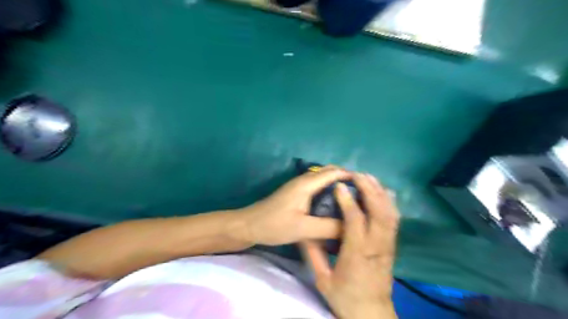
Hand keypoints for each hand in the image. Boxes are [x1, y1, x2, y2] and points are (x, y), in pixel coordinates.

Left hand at [237, 165, 350, 244]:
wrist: (249, 226)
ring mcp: (299, 187)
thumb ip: (328, 227)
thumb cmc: (274, 225)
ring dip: (337, 185)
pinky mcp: (296, 194)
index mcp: (307, 184)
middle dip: (346, 179)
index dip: (351, 176)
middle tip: (361, 195)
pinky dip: (329, 191)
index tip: (368, 187)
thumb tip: (352, 226)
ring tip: (352, 201)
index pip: (334, 172)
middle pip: (329, 172)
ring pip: (323, 180)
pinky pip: (318, 188)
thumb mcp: (303, 229)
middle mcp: (304, 181)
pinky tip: (334, 206)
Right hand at [301, 175, 397, 318]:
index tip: (339, 186)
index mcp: (357, 253)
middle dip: (368, 189)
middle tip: (356, 174)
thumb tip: (304, 231)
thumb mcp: (322, 279)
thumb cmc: (345, 296)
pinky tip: (384, 191)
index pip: (355, 219)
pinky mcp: (392, 245)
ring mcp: (387, 244)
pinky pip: (394, 219)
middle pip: (377, 210)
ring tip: (368, 177)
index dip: (347, 200)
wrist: (371, 313)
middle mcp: (376, 245)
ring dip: (380, 192)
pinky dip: (390, 202)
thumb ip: (313, 254)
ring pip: (388, 212)